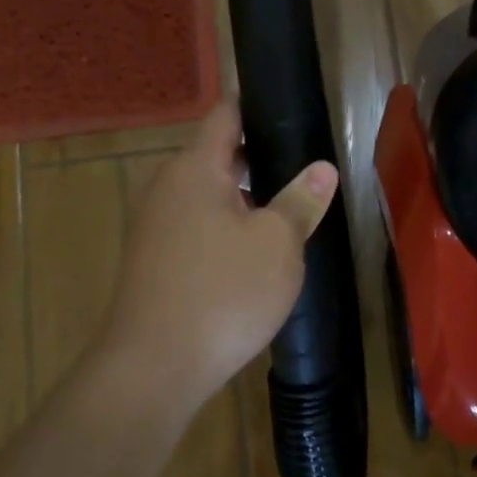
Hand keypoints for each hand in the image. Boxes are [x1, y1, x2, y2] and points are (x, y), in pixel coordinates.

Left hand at [101, 99, 338, 403]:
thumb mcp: (278, 244)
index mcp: (196, 168)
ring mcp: (156, 225)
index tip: (290, 111)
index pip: (226, 116)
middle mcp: (168, 187)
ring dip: (245, 199)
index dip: (257, 107)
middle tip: (304, 171)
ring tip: (287, 212)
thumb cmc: (223, 292)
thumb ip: (301, 201)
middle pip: (218, 156)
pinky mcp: (154, 260)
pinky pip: (197, 227)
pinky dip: (226, 228)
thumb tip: (323, 169)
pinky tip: (254, 255)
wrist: (153, 368)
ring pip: (209, 195)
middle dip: (260, 160)